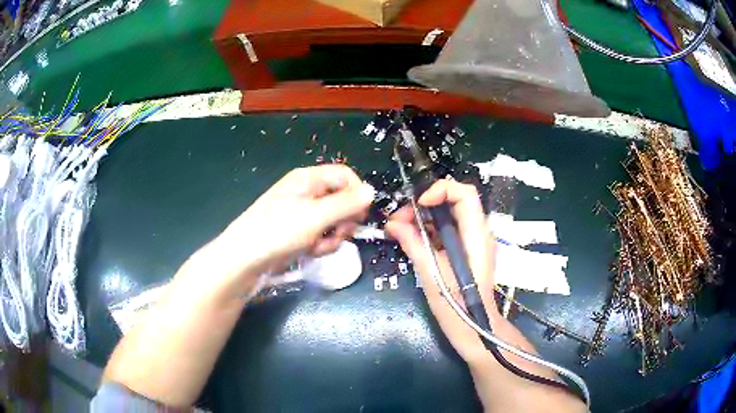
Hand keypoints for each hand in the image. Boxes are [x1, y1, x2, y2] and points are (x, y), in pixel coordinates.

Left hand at [203, 165, 374, 295]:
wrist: (245, 260)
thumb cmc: (277, 232)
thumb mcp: (315, 217)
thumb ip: (346, 204)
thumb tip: (372, 191)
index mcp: (309, 179)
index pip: (346, 177)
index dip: (357, 194)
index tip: (359, 216)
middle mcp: (308, 192)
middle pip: (343, 201)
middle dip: (344, 221)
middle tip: (336, 234)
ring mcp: (304, 214)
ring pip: (336, 222)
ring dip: (332, 237)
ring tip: (316, 246)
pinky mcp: (300, 232)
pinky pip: (323, 235)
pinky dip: (321, 245)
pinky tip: (309, 252)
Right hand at [386, 179, 497, 362]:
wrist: (475, 328)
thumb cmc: (457, 306)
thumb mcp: (432, 275)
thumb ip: (414, 244)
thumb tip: (393, 224)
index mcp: (476, 235)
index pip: (464, 193)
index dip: (440, 190)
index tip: (417, 205)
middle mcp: (478, 232)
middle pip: (453, 201)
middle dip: (424, 204)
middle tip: (399, 219)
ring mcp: (472, 242)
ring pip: (448, 215)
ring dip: (423, 217)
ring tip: (399, 229)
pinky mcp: (465, 251)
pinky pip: (446, 230)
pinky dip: (428, 230)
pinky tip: (410, 239)